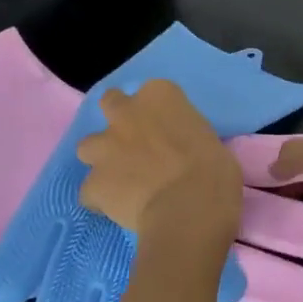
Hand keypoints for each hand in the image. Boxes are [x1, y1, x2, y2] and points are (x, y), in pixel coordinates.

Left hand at [77, 81, 242, 246]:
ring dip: (102, 158)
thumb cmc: (214, 171)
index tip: (171, 130)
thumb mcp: (210, 140)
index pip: (155, 93)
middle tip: (137, 143)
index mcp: (160, 96)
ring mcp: (105, 147)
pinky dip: (101, 198)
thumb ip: (187, 137)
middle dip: (120, 121)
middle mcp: (126, 114)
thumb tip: (182, 151)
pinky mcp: (93, 182)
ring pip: (89, 146)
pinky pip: (90, 191)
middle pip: (112, 103)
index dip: (160, 113)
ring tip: (122, 179)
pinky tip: (119, 209)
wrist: (189, 208)